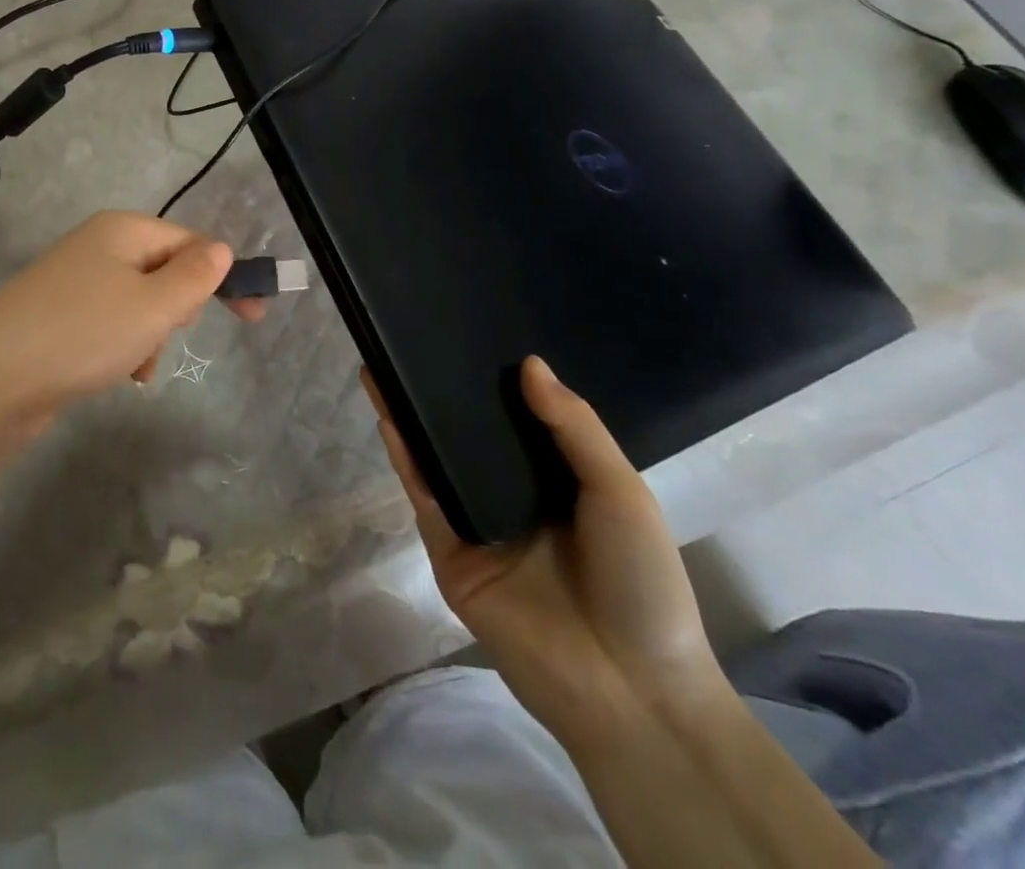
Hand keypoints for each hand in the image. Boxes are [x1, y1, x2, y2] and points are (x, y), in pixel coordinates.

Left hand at [0, 211, 261, 425]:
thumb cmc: (83, 334)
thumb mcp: (154, 305)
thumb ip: (195, 276)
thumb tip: (221, 249)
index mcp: (123, 230)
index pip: (191, 242)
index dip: (223, 276)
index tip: (254, 318)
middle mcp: (97, 246)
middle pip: (164, 271)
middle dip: (177, 309)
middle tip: (166, 334)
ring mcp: (73, 281)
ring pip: (139, 304)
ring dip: (151, 336)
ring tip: (137, 366)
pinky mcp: (58, 316)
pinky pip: (110, 325)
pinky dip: (123, 348)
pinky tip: (118, 376)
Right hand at [364, 358, 726, 741]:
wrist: (631, 691)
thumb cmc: (641, 584)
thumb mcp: (620, 493)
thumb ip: (574, 427)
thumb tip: (530, 363)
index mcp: (557, 482)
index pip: (517, 420)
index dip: (494, 380)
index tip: (471, 334)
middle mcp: (512, 496)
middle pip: (469, 435)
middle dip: (441, 392)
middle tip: (414, 342)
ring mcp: (477, 525)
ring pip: (437, 459)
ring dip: (410, 416)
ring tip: (383, 366)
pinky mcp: (450, 554)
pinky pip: (425, 497)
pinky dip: (405, 457)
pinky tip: (389, 417)